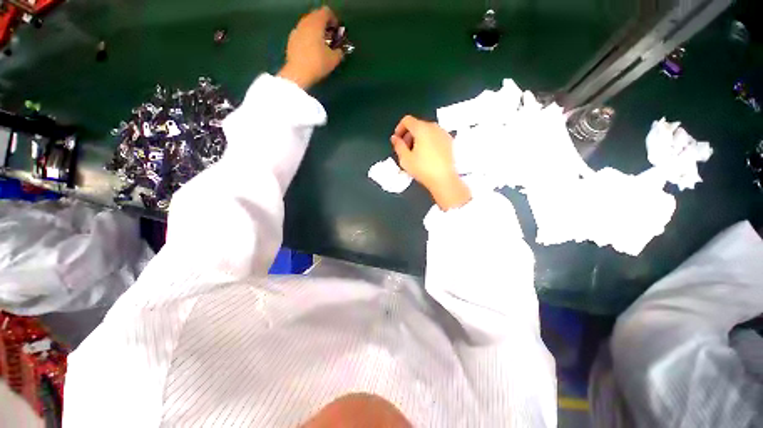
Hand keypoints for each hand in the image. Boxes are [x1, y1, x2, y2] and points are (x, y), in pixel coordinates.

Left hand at [277, 7, 343, 89]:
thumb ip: (339, 52)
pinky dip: (308, 37)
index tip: (337, 31)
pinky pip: (302, 33)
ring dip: (316, 31)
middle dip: (324, 25)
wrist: (298, 73)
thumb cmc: (318, 63)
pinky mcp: (291, 40)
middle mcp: (305, 22)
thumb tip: (339, 51)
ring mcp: (296, 30)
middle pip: (316, 17)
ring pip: (308, 25)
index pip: (326, 12)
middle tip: (330, 37)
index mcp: (316, 23)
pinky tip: (312, 50)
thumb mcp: (334, 60)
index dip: (334, 20)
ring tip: (321, 44)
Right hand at [391, 115, 471, 209]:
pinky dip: (428, 141)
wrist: (444, 179)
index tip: (397, 140)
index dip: (399, 128)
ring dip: (418, 138)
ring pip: (427, 130)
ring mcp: (443, 133)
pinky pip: (435, 136)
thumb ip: (398, 145)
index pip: (407, 120)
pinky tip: (427, 155)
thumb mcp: (405, 159)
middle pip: (417, 124)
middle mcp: (433, 127)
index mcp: (421, 129)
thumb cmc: (422, 169)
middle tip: (405, 149)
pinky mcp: (450, 141)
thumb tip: (395, 138)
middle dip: (409, 134)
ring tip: (416, 153)